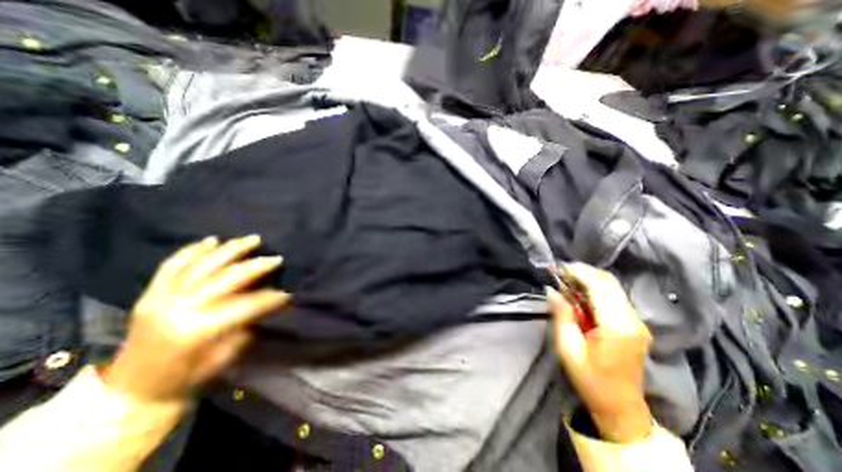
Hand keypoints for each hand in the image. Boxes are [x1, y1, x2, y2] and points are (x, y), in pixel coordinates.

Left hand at [102, 237, 289, 401]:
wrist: (133, 390)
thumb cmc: (187, 376)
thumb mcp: (225, 356)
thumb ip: (246, 325)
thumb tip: (266, 302)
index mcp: (198, 330)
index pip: (246, 305)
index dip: (270, 297)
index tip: (288, 292)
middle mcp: (179, 308)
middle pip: (226, 278)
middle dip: (256, 266)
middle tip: (276, 258)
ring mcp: (161, 298)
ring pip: (201, 264)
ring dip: (230, 249)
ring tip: (253, 239)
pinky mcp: (150, 294)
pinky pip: (172, 266)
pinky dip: (192, 250)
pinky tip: (212, 240)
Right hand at [549, 262, 652, 442]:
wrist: (621, 407)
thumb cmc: (590, 378)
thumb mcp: (568, 347)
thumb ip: (562, 314)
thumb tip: (552, 290)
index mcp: (616, 326)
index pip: (599, 285)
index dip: (578, 272)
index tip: (558, 268)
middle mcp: (632, 319)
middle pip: (609, 282)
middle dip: (583, 272)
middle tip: (560, 273)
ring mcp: (637, 322)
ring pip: (613, 287)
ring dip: (589, 280)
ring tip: (567, 282)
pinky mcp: (636, 324)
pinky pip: (615, 297)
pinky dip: (596, 290)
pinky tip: (580, 295)